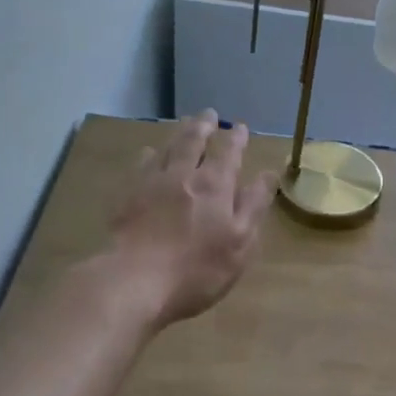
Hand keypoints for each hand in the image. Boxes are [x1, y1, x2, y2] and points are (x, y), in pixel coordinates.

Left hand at [108, 112, 274, 326]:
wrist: (133, 281)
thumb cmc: (197, 269)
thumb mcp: (240, 243)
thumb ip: (253, 205)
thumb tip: (267, 174)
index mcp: (215, 186)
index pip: (229, 153)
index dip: (236, 139)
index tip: (240, 127)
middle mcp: (184, 175)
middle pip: (194, 142)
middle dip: (204, 126)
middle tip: (209, 114)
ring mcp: (151, 184)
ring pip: (167, 148)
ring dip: (179, 133)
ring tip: (185, 123)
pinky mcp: (127, 197)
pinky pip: (141, 166)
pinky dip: (149, 155)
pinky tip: (148, 153)